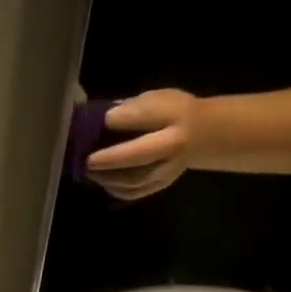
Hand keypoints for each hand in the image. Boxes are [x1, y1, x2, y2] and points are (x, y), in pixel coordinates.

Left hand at [86, 88, 205, 199]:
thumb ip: (131, 108)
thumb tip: (101, 117)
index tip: (101, 121)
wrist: (201, 135)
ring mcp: (168, 169)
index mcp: (173, 115)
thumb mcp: (156, 99)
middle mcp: (173, 145)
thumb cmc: (171, 112)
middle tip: (88, 160)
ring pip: (134, 179)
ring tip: (91, 172)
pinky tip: (104, 183)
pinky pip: (135, 192)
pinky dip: (116, 189)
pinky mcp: (161, 185)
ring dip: (109, 178)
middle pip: (139, 155)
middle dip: (110, 159)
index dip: (119, 119)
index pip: (143, 115)